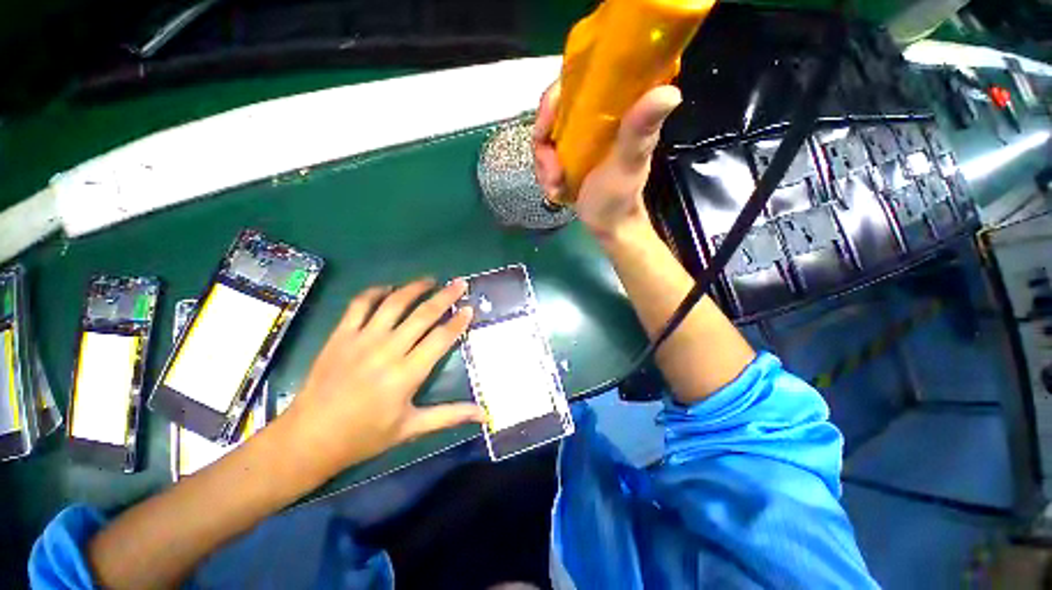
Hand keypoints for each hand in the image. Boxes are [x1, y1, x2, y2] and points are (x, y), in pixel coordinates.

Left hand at [278, 279, 483, 480]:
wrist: (309, 438)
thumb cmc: (365, 436)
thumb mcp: (411, 428)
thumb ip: (450, 416)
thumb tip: (484, 415)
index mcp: (407, 374)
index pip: (441, 338)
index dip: (458, 322)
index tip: (469, 308)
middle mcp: (387, 350)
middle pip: (423, 314)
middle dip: (445, 296)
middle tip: (459, 283)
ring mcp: (362, 339)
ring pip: (394, 303)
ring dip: (415, 288)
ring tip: (431, 280)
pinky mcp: (340, 335)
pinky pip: (359, 304)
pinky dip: (375, 292)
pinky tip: (389, 289)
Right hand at [533, 82, 681, 241]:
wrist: (608, 225)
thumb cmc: (620, 196)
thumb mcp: (628, 164)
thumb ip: (640, 131)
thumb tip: (670, 93)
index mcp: (615, 108)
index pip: (578, 79)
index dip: (556, 96)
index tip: (546, 123)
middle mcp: (594, 117)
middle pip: (554, 110)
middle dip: (544, 139)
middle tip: (551, 168)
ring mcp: (578, 137)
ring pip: (546, 135)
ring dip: (544, 164)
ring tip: (555, 184)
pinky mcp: (568, 156)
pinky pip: (545, 155)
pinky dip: (545, 173)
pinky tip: (555, 189)